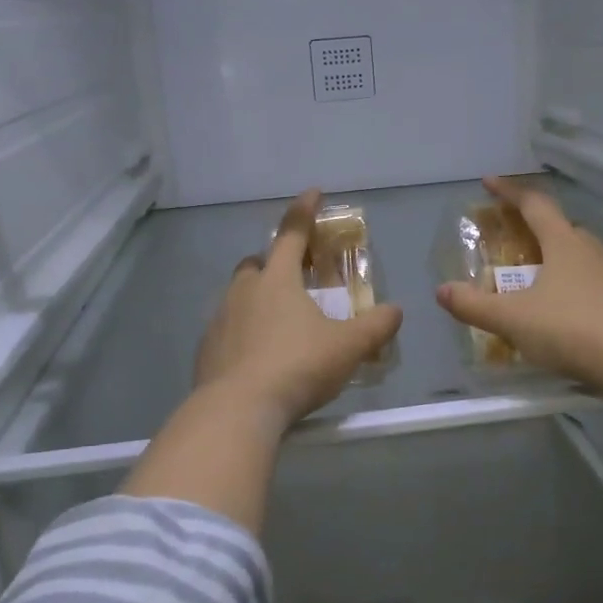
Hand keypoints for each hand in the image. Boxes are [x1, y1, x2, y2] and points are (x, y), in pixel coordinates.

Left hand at [194, 189, 402, 432]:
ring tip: (280, 322)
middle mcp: (244, 291)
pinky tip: (258, 355)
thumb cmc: (297, 367)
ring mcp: (219, 319)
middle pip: (257, 263)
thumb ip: (375, 327)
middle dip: (275, 262)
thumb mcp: (347, 347)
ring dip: (258, 298)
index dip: (305, 210)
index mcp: (278, 280)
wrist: (237, 409)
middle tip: (296, 278)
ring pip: (238, 295)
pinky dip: (243, 331)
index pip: (292, 233)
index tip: (313, 192)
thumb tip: (396, 311)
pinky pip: (227, 328)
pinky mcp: (206, 349)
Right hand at [436, 175, 602, 398]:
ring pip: (584, 257)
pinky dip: (581, 289)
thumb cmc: (572, 329)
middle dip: (535, 231)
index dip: (509, 192)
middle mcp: (594, 249)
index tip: (489, 182)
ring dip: (560, 261)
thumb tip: (442, 291)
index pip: (534, 204)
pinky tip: (572, 314)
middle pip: (561, 229)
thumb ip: (475, 305)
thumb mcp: (513, 320)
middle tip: (514, 243)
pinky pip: (600, 284)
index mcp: (564, 242)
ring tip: (541, 282)